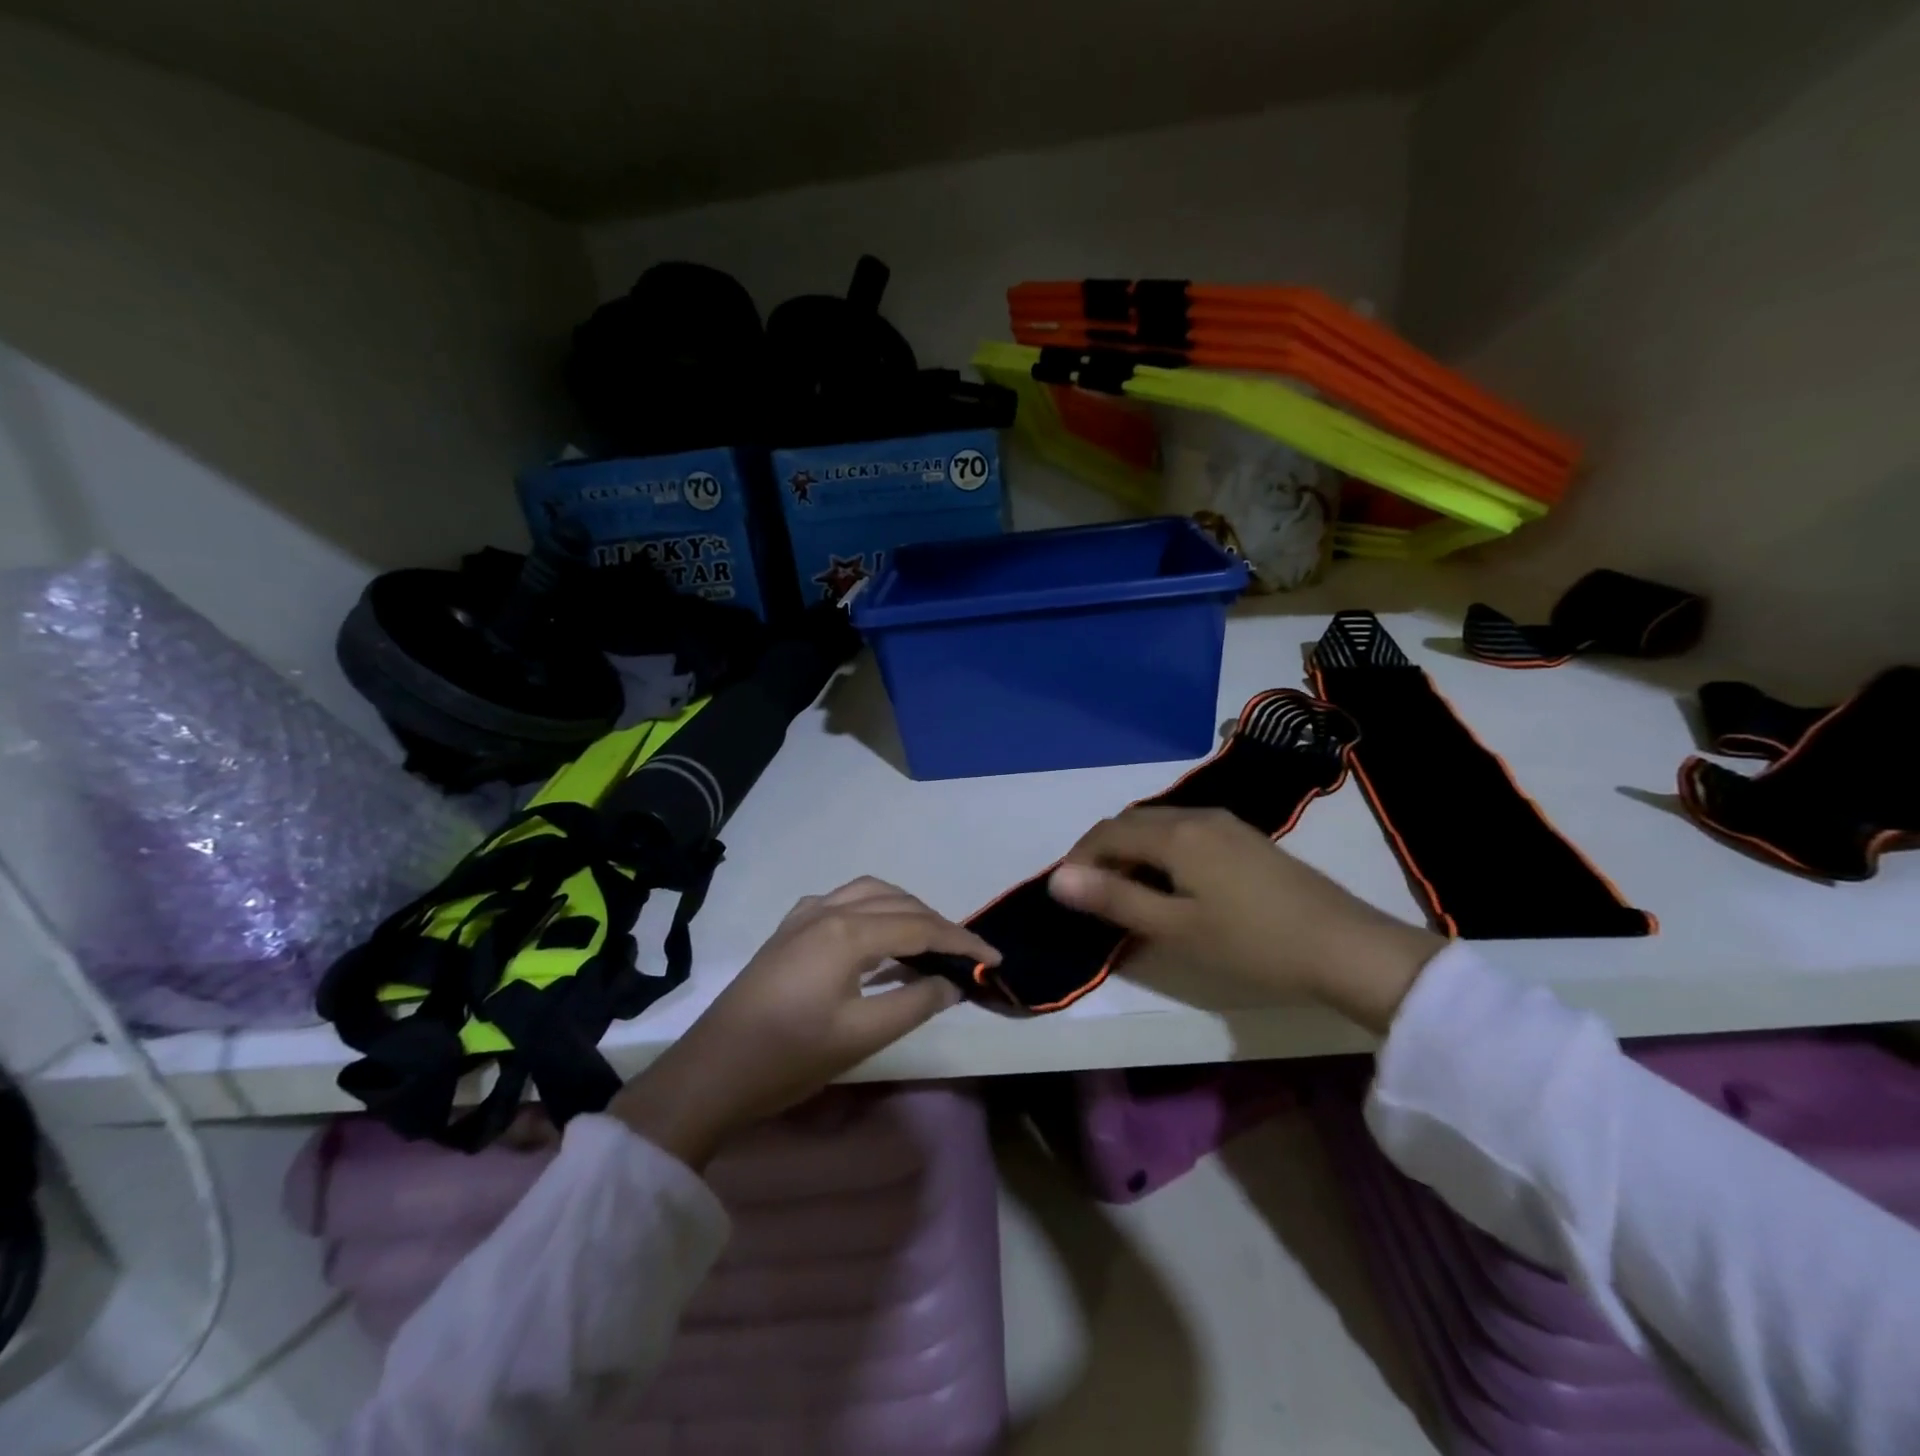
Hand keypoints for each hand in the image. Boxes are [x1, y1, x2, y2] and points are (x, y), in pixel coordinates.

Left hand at [610, 878, 995, 1167]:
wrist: (712, 1072)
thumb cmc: (788, 1057)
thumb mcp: (860, 1036)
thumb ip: (914, 1003)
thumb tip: (951, 983)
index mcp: (847, 932)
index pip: (920, 926)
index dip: (961, 941)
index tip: (993, 959)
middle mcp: (827, 910)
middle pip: (897, 902)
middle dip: (937, 922)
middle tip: (964, 955)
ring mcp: (803, 916)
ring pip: (869, 893)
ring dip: (905, 909)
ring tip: (927, 941)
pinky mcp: (788, 930)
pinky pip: (842, 902)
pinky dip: (873, 909)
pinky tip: (875, 936)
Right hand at [1046, 807, 1443, 1034]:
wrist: (1345, 947)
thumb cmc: (1252, 943)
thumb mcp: (1175, 928)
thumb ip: (1115, 899)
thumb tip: (1058, 878)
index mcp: (1175, 833)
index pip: (1106, 832)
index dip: (1078, 859)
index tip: (1066, 895)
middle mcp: (1197, 816)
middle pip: (1131, 822)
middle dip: (1102, 852)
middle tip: (1092, 897)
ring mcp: (1226, 824)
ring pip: (1159, 825)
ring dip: (1132, 851)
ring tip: (1126, 894)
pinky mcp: (1246, 839)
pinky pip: (1185, 833)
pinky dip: (1161, 851)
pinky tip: (1171, 884)